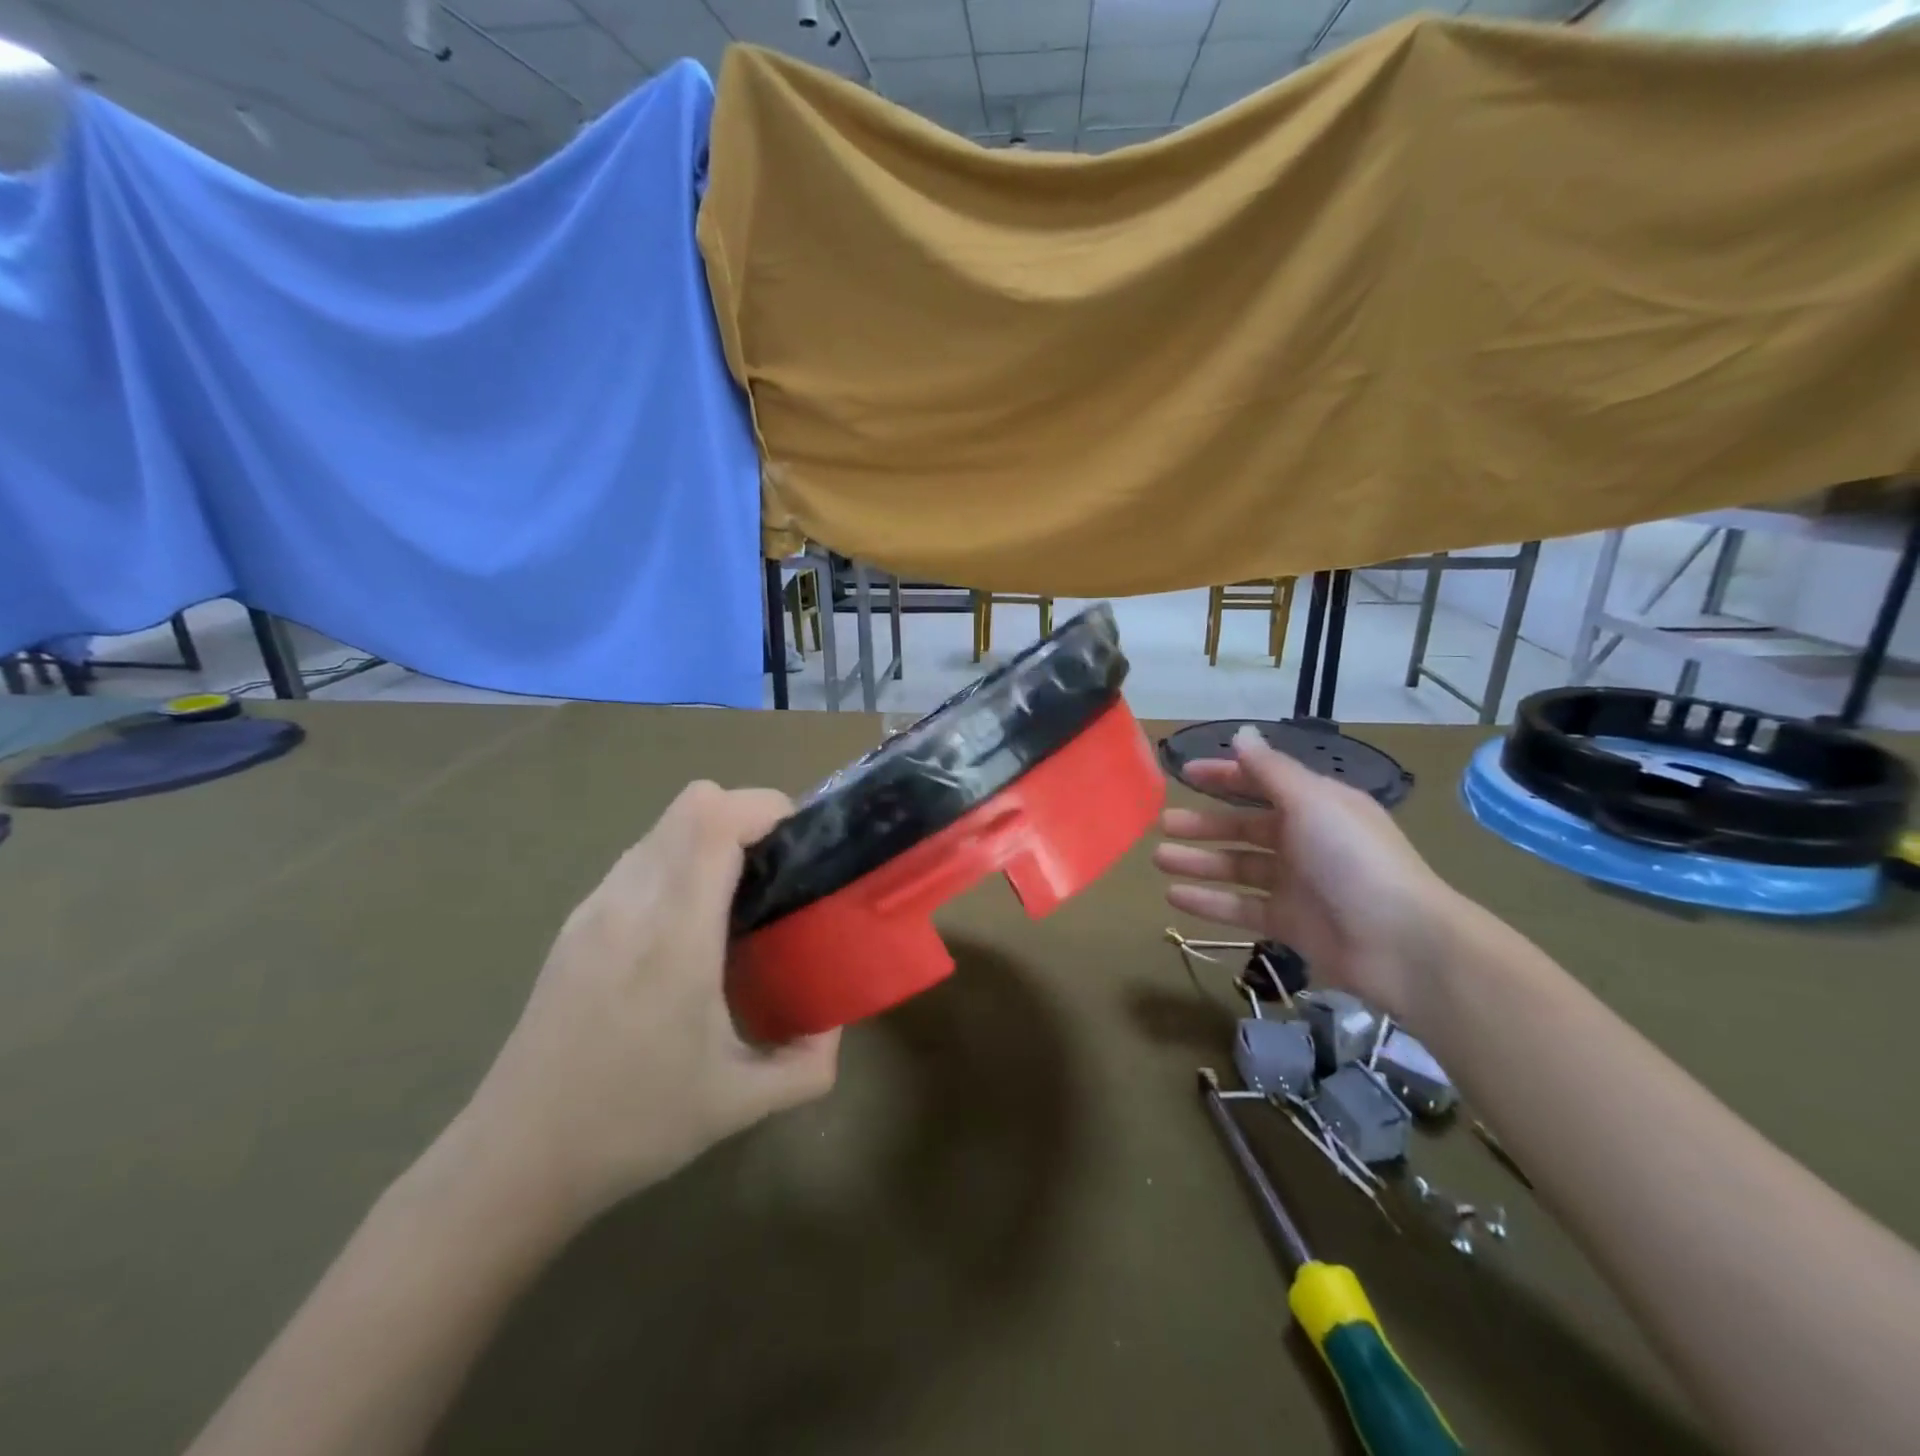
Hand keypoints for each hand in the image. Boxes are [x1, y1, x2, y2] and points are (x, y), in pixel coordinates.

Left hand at [461, 781, 838, 1222]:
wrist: (513, 1160)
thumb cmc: (632, 1126)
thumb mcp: (741, 1104)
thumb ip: (809, 1064)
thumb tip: (836, 1024)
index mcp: (676, 935)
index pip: (715, 820)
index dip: (766, 808)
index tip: (802, 840)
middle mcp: (631, 903)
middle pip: (693, 803)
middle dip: (747, 815)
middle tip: (779, 868)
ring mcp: (596, 907)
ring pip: (664, 825)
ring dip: (711, 836)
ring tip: (739, 894)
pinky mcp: (576, 922)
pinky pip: (641, 856)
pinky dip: (679, 860)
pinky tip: (689, 924)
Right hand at [1153, 725, 1463, 1018]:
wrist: (1401, 942)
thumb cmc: (1353, 859)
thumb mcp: (1311, 802)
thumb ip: (1270, 771)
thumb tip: (1242, 734)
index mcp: (1316, 806)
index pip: (1262, 783)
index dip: (1225, 776)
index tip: (1186, 773)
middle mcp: (1305, 841)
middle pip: (1244, 827)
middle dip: (1203, 824)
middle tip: (1163, 824)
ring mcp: (1296, 885)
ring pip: (1236, 867)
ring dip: (1198, 862)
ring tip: (1158, 859)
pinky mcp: (1289, 924)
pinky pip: (1240, 908)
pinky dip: (1208, 902)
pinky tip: (1174, 897)